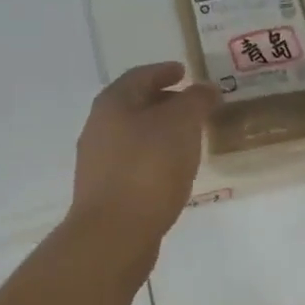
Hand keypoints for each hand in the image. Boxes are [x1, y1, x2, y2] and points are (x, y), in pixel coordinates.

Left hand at [70, 63, 219, 247]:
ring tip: (189, 139)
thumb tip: (206, 88)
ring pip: (134, 135)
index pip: (140, 76)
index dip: (164, 71)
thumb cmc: (148, 168)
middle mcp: (99, 128)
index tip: (184, 71)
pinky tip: (173, 171)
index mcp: (112, 104)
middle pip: (134, 105)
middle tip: (193, 106)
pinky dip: (155, 157)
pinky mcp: (105, 191)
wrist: (114, 233)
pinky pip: (134, 163)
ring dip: (160, 132)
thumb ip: (196, 101)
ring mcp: (98, 162)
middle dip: (164, 102)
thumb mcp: (181, 124)